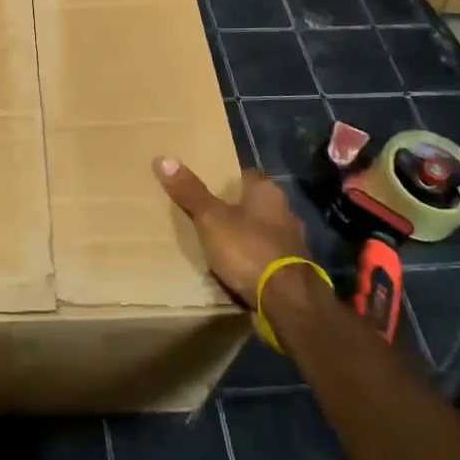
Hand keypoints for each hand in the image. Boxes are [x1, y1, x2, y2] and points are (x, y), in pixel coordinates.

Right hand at [153, 157, 308, 303]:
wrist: (289, 301)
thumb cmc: (248, 249)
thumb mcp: (211, 219)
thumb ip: (190, 192)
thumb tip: (164, 158)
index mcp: (268, 192)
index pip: (244, 175)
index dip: (225, 180)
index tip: (206, 188)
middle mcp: (286, 211)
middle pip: (254, 204)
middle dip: (235, 211)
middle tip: (207, 217)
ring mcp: (295, 242)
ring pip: (263, 232)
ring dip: (247, 237)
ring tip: (220, 246)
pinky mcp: (296, 270)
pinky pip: (269, 257)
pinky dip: (255, 261)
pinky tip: (240, 270)